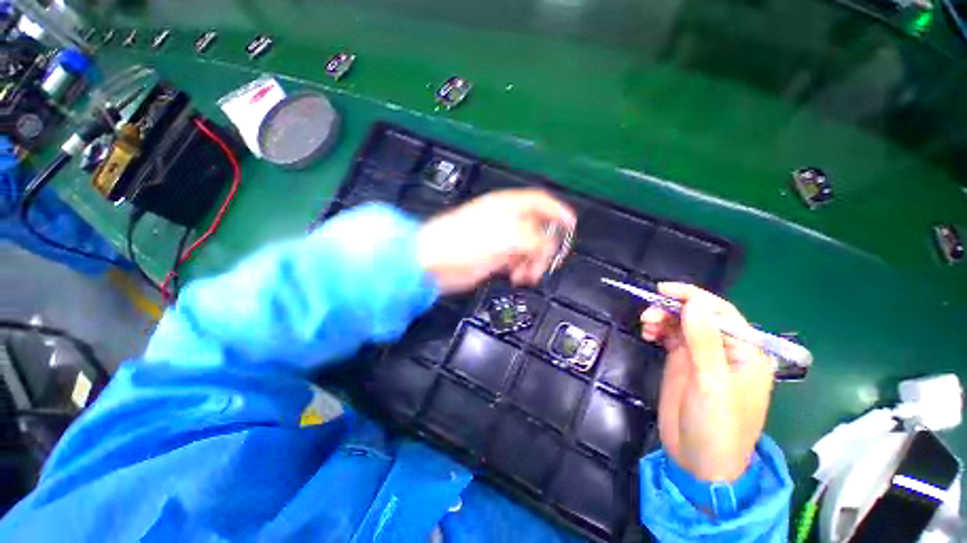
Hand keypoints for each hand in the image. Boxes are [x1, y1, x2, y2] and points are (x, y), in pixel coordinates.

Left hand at [418, 189, 576, 293]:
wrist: (431, 263)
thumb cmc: (464, 244)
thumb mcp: (507, 238)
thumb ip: (533, 240)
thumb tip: (546, 247)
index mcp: (507, 207)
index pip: (540, 202)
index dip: (558, 211)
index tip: (571, 225)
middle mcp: (504, 221)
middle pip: (537, 229)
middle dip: (545, 247)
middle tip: (545, 264)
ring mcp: (498, 240)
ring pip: (527, 248)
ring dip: (533, 262)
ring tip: (526, 276)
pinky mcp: (492, 257)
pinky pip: (516, 261)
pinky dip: (521, 269)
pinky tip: (517, 277)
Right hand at [641, 283, 773, 481]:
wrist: (698, 462)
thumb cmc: (717, 426)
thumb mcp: (711, 384)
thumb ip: (704, 341)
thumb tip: (694, 303)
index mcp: (745, 353)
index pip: (721, 313)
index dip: (693, 297)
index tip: (663, 290)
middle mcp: (724, 350)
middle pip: (698, 316)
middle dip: (673, 309)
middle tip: (648, 314)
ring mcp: (702, 357)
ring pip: (682, 325)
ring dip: (663, 319)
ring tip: (645, 325)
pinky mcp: (683, 364)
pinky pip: (670, 337)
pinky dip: (658, 330)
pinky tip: (647, 333)